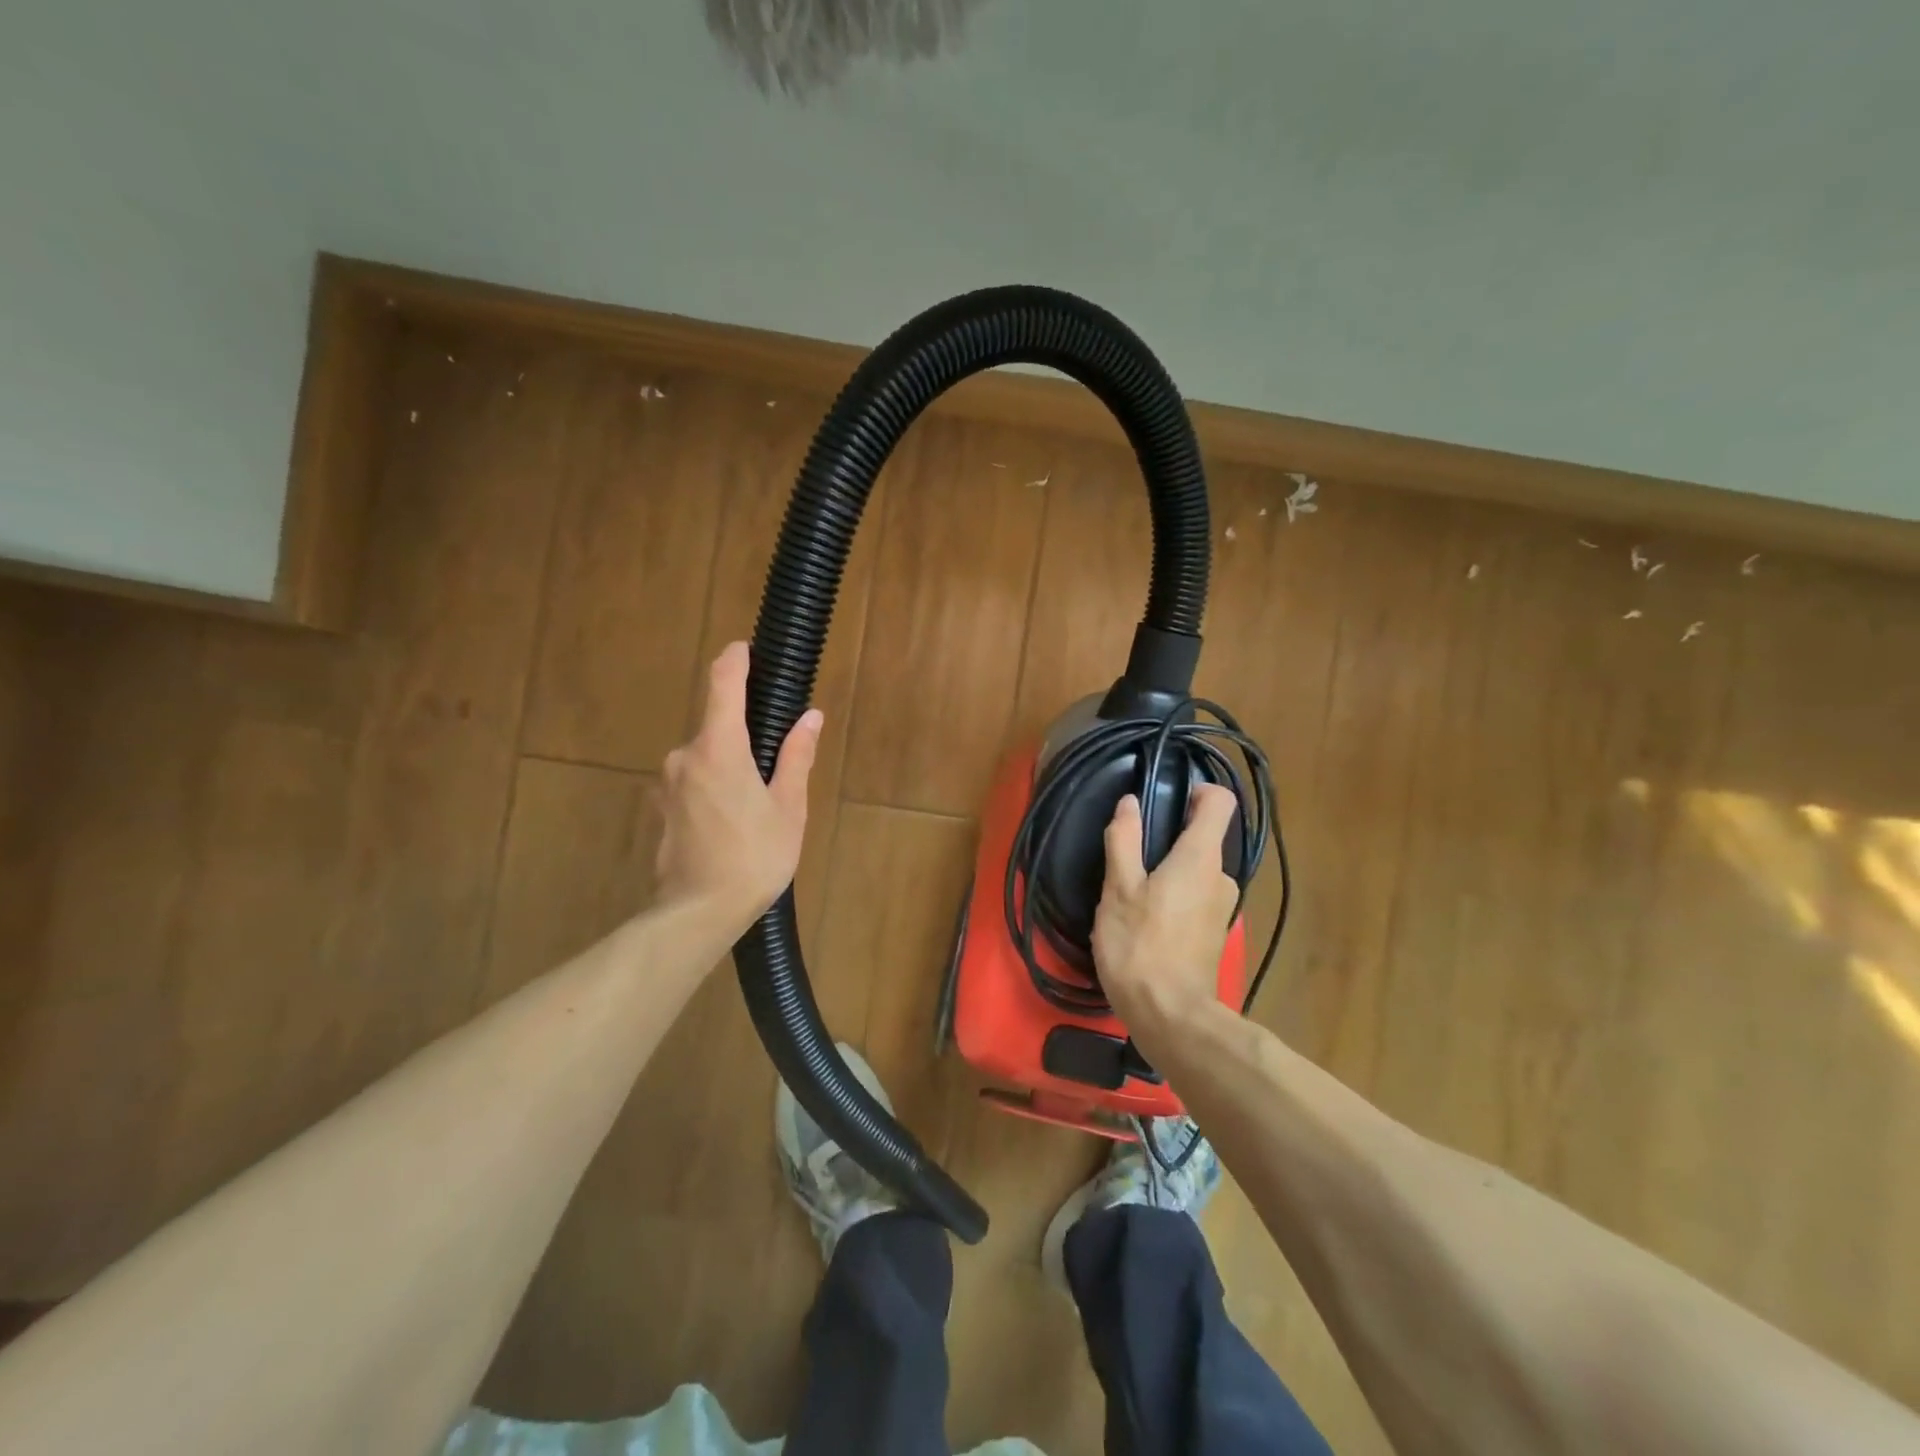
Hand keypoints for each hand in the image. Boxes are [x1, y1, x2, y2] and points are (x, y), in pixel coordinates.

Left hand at [655, 642, 822, 936]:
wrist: (698, 913)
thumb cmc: (754, 858)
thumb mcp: (788, 808)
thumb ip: (796, 757)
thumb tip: (810, 717)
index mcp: (719, 748)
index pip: (722, 683)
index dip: (735, 659)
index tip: (747, 648)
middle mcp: (685, 756)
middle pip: (717, 725)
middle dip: (745, 733)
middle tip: (777, 764)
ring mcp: (668, 783)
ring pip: (705, 756)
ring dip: (730, 764)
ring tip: (758, 803)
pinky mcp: (662, 807)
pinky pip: (693, 780)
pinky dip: (714, 785)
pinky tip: (733, 821)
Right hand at [1092, 784, 1240, 1045]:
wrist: (1170, 1017)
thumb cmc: (1140, 946)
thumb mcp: (1118, 889)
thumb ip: (1124, 841)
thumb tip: (1129, 803)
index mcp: (1201, 858)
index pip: (1220, 802)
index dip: (1198, 791)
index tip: (1168, 799)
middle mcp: (1222, 877)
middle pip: (1204, 839)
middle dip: (1170, 839)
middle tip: (1130, 857)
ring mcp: (1222, 908)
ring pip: (1197, 872)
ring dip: (1169, 872)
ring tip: (1131, 893)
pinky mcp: (1215, 934)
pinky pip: (1196, 898)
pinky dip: (1175, 897)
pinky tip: (1145, 921)